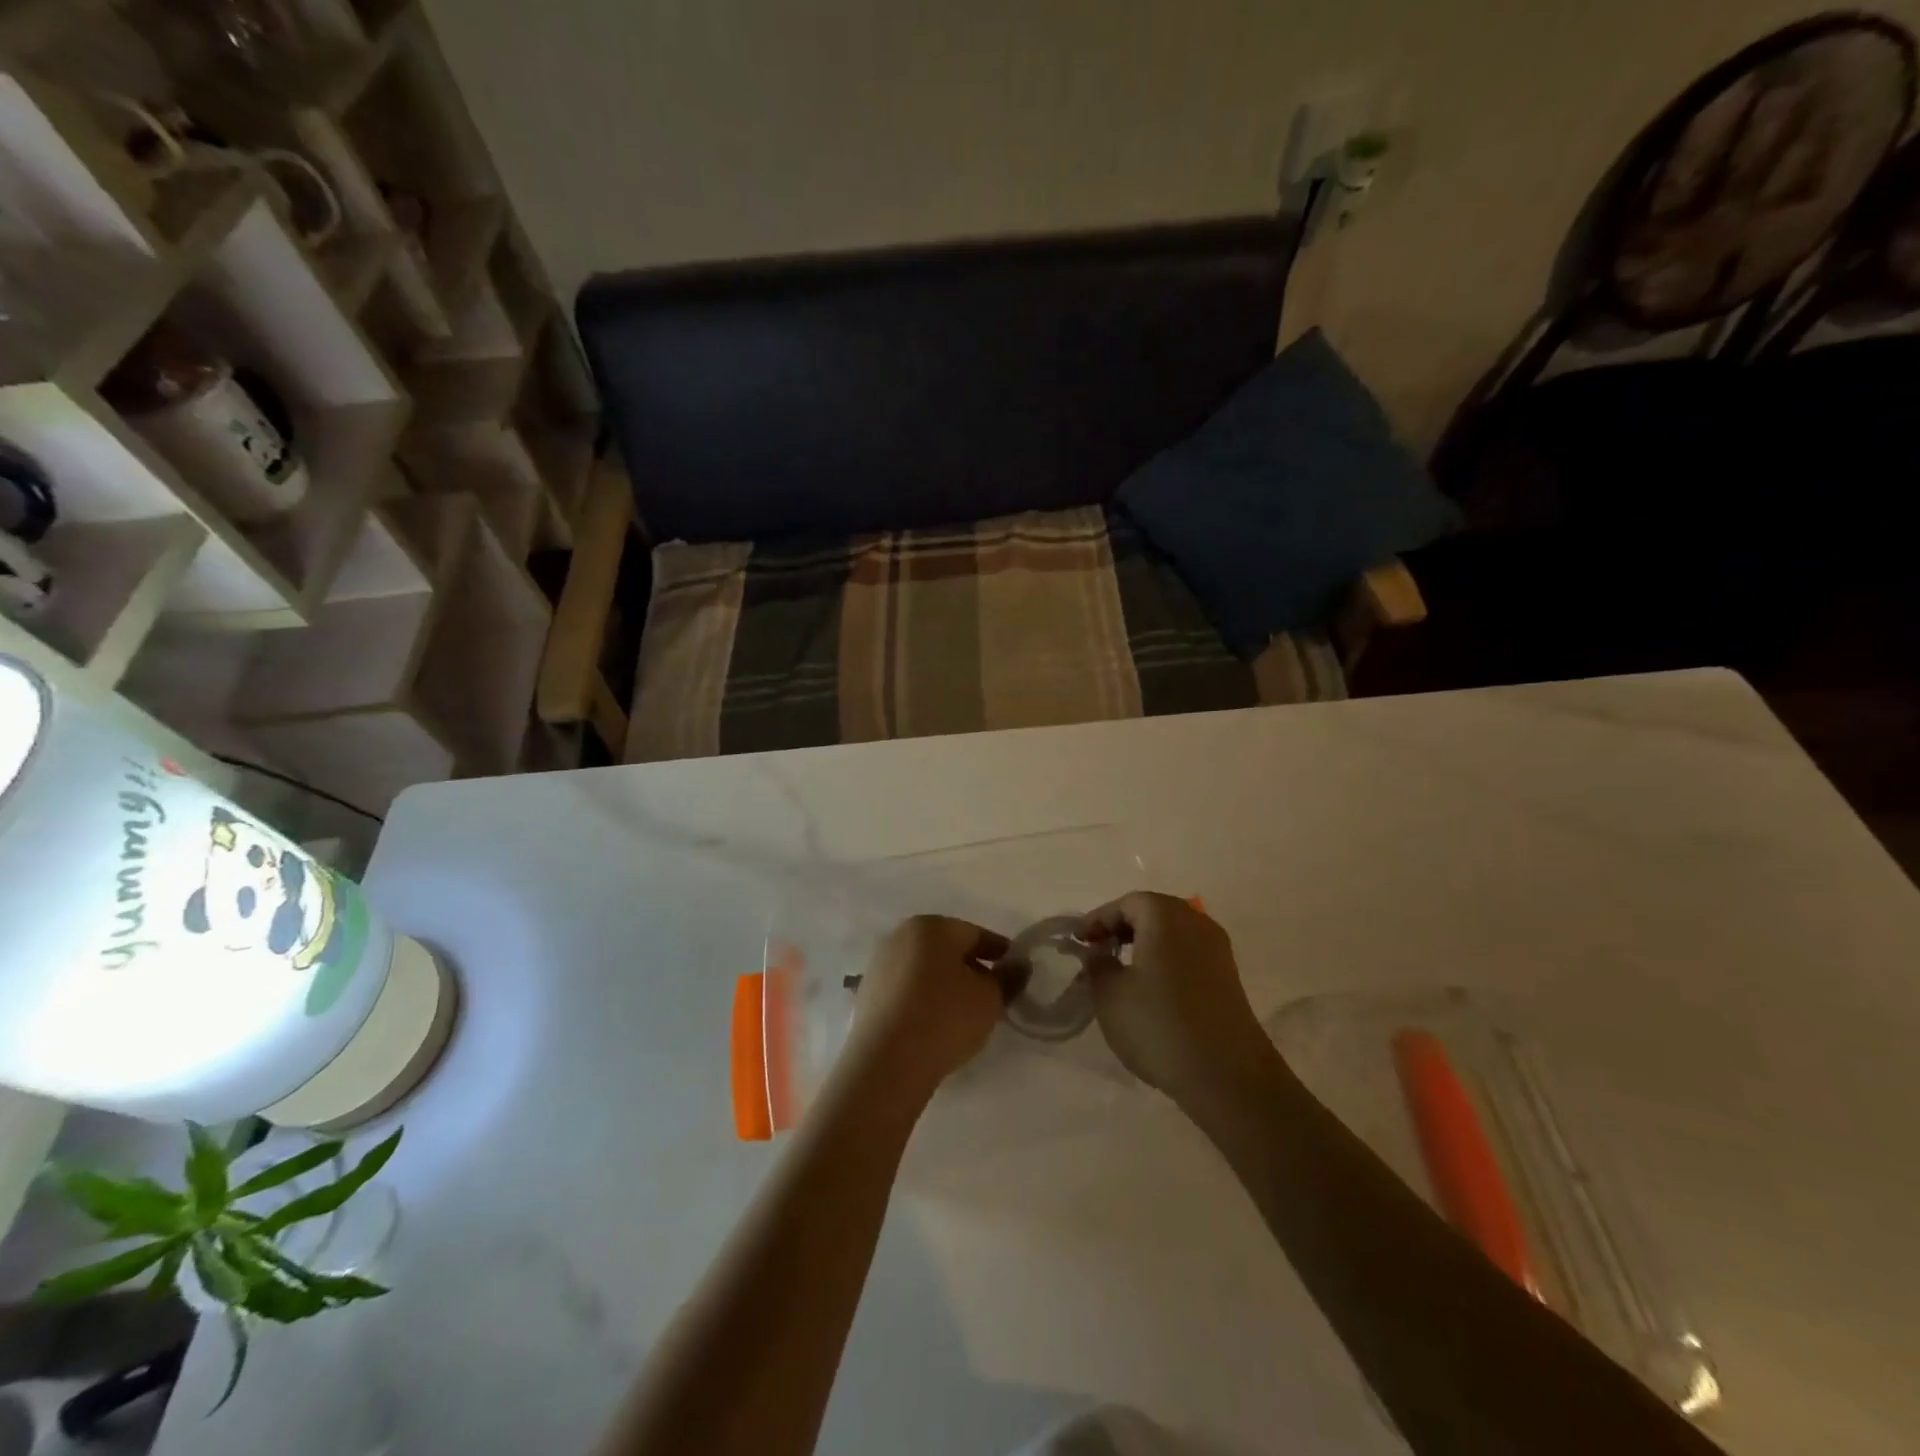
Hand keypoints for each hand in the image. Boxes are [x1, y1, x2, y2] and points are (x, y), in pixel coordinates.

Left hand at [842, 916, 1012, 1104]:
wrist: (886, 1062)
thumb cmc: (945, 1017)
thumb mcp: (990, 998)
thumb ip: (1008, 978)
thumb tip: (1018, 965)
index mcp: (931, 926)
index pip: (975, 934)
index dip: (999, 953)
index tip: (1015, 972)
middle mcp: (900, 936)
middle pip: (946, 949)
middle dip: (971, 968)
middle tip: (993, 994)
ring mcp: (879, 965)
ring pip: (924, 969)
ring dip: (945, 984)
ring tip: (965, 1013)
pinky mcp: (867, 995)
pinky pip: (906, 990)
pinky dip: (923, 999)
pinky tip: (935, 1024)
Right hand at [1079, 892, 1274, 1108]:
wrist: (1228, 1076)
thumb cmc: (1159, 1025)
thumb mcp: (1109, 994)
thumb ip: (1097, 965)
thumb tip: (1098, 953)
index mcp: (1165, 916)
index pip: (1125, 903)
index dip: (1097, 919)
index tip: (1077, 941)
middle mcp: (1196, 922)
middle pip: (1152, 912)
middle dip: (1121, 928)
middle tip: (1097, 951)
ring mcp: (1217, 950)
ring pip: (1172, 933)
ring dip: (1144, 944)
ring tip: (1120, 971)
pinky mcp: (1228, 978)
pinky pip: (1188, 954)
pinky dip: (1165, 960)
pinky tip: (1151, 989)